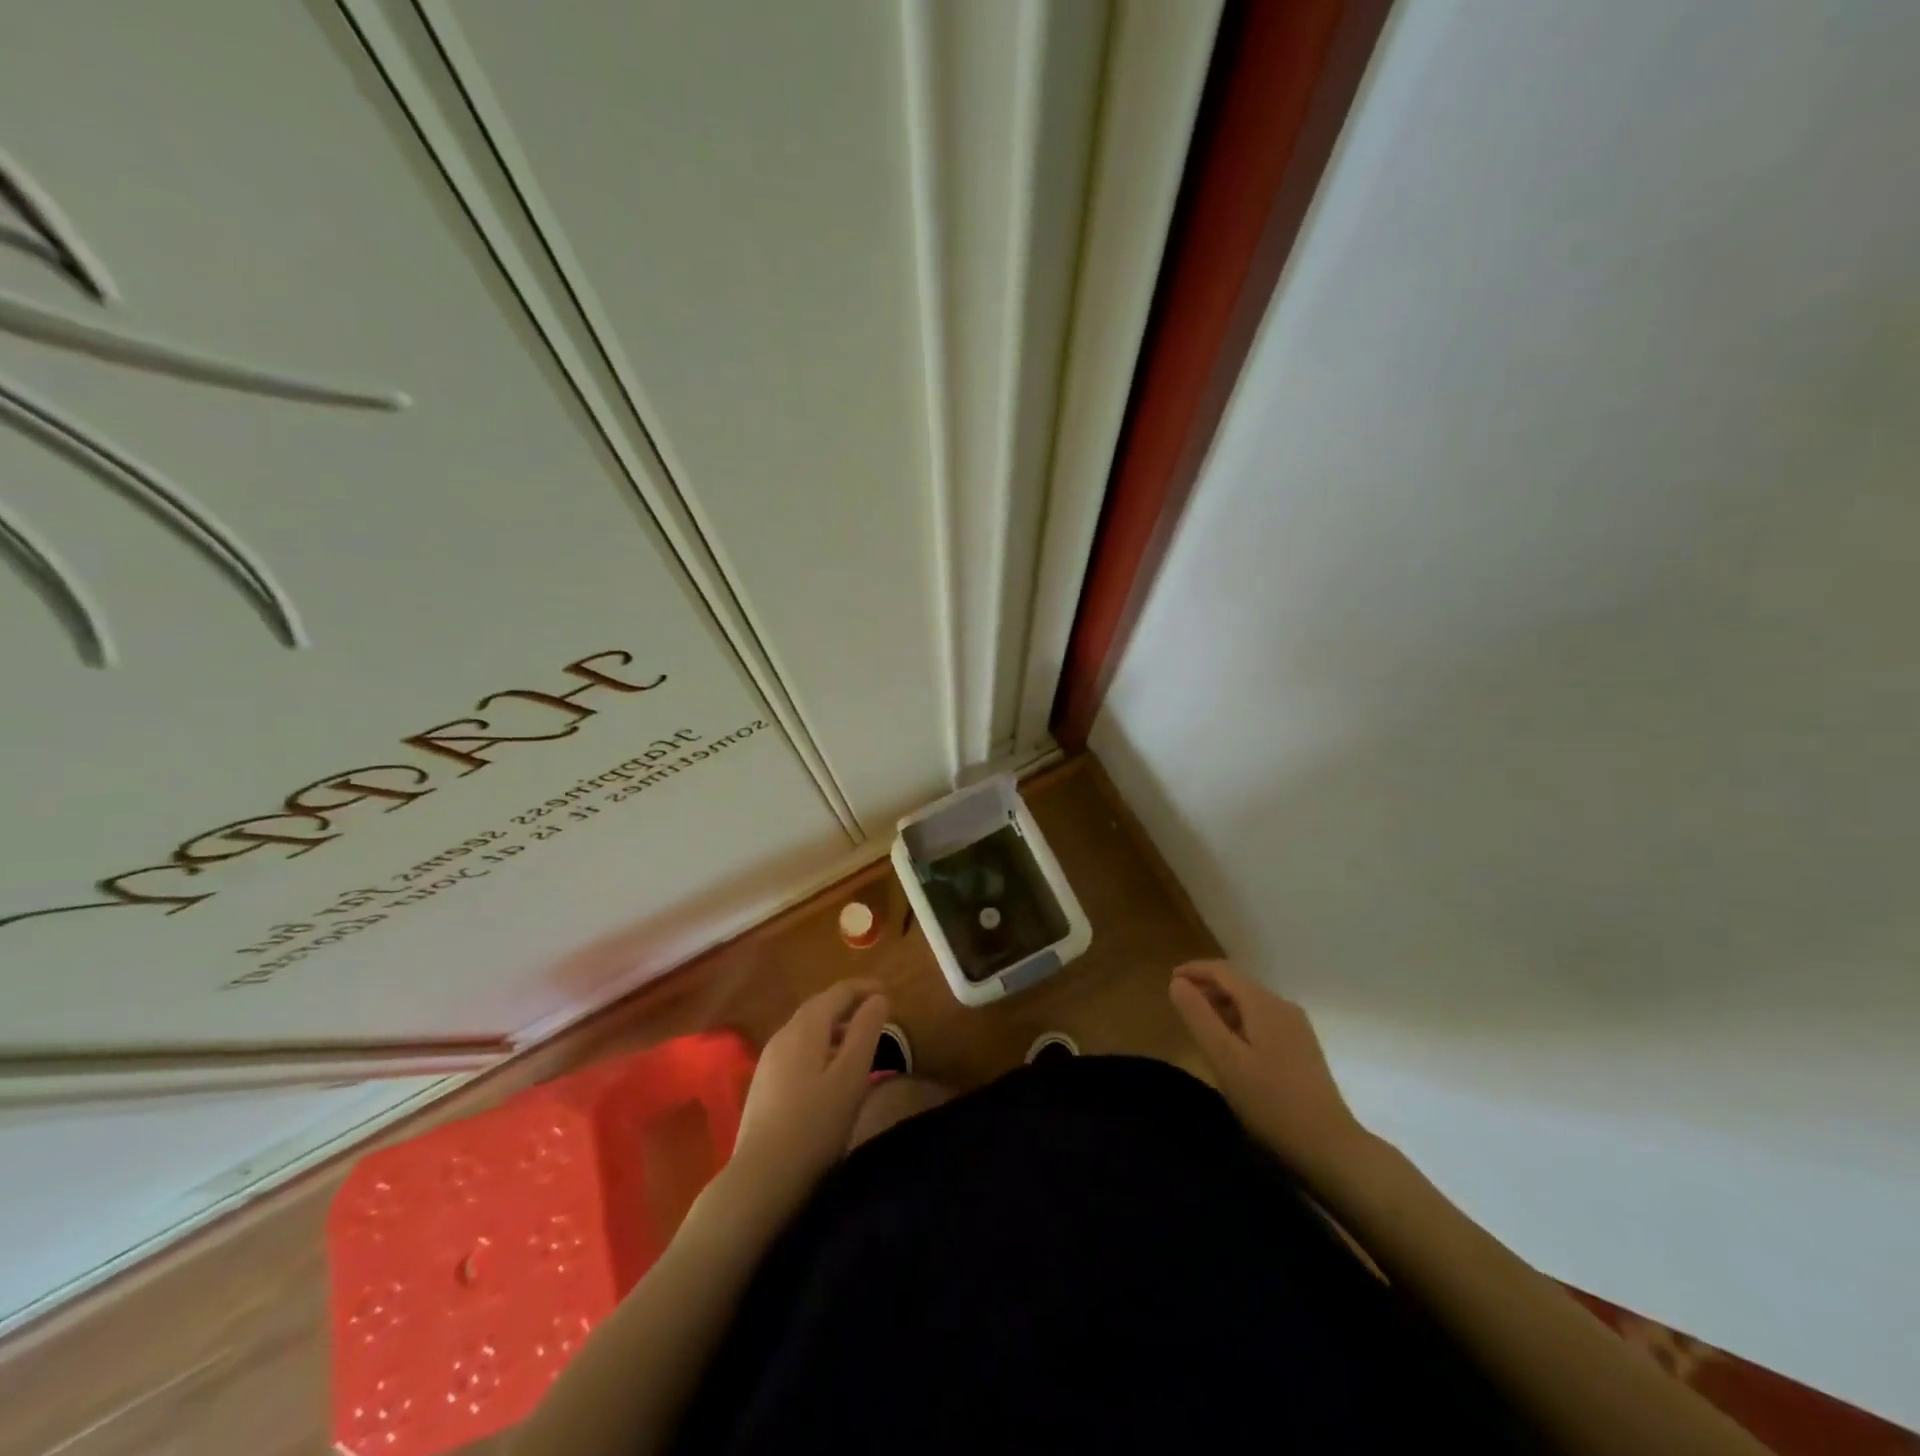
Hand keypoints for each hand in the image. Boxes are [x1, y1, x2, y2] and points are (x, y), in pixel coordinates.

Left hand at [730, 980, 889, 1207]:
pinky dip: (820, 1045)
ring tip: (858, 1042)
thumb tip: (878, 998)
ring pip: (807, 1029)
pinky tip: (829, 1070)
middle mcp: (784, 1034)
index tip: (888, 992)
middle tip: (876, 1014)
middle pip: (819, 1006)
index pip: (838, 992)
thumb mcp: (852, 1075)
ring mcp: (769, 1059)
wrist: (762, 1177)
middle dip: (849, 1005)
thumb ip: (867, 1031)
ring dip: (834, 1026)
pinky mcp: (764, 1083)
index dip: (864, 988)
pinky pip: (797, 1048)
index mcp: (806, 1027)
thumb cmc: (816, 1124)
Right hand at [1169, 959, 1369, 1179]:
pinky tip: (1231, 1048)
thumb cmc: (1270, 1101)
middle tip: (1180, 1007)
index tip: (1169, 981)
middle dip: (1207, 989)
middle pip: (1238, 984)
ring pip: (1251, 1004)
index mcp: (1264, 1004)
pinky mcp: (1302, 1048)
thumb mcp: (1224, 1058)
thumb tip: (1177, 983)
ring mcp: (1297, 1028)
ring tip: (1200, 1028)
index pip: (1223, 970)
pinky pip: (1263, 1021)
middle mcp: (1283, 1006)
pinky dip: (1239, 1023)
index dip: (1193, 970)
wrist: (1330, 1146)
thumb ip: (1198, 1016)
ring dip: (1222, 1007)